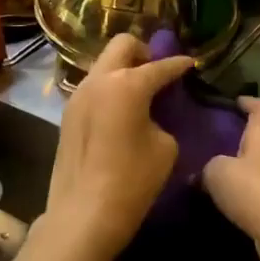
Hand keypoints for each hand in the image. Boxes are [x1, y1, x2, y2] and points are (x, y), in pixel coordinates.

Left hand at [0, 35, 191, 260]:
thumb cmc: (132, 180)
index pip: (160, 66)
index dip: (179, 65)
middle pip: (123, 45)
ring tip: (141, 93)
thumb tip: (152, 114)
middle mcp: (99, 80)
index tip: (191, 64)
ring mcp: (78, 95)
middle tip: (159, 73)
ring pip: (104, 64)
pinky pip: (94, 86)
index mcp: (127, 84)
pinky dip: (110, 88)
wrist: (83, 215)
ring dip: (124, 70)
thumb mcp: (165, 147)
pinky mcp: (67, 114)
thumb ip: (162, 118)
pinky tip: (121, 110)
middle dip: (144, 52)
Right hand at [202, 97, 259, 260]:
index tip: (235, 102)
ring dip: (247, 165)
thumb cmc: (255, 190)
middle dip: (247, 135)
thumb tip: (202, 174)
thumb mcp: (218, 173)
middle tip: (222, 138)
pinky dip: (250, 188)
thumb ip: (207, 168)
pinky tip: (230, 198)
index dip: (249, 102)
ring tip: (221, 169)